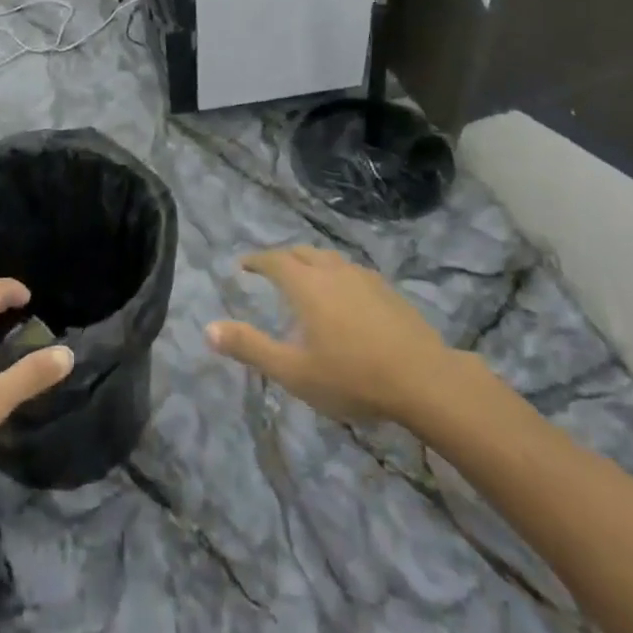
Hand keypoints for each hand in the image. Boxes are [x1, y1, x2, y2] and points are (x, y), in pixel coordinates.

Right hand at [206, 247, 455, 424]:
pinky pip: (353, 272)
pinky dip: (338, 276)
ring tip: (307, 280)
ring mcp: (364, 278)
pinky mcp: (388, 291)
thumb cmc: (352, 375)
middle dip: (283, 258)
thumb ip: (250, 348)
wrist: (424, 379)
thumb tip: (208, 328)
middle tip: (272, 270)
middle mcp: (333, 270)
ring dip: (312, 264)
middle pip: (302, 253)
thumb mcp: (293, 371)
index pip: (274, 260)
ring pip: (331, 259)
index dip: (256, 260)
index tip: (243, 264)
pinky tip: (346, 298)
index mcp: (306, 284)